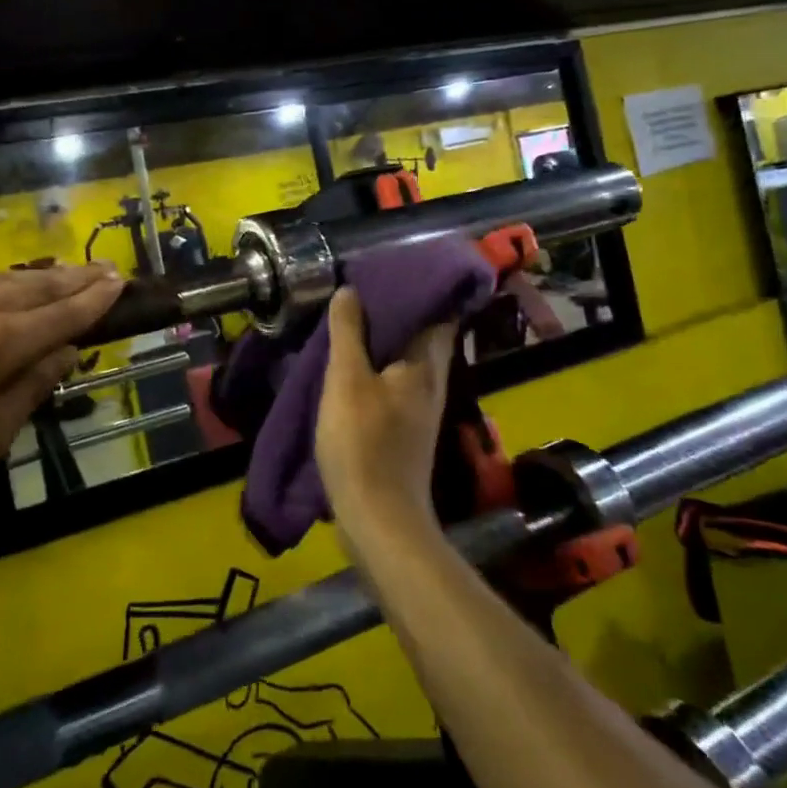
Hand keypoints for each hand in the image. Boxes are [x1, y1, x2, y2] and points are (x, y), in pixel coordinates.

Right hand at [314, 287, 456, 562]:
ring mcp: (420, 410)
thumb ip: (349, 333)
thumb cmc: (363, 443)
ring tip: (353, 321)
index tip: (396, 269)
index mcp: (425, 366)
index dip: (424, 290)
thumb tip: (350, 291)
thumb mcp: (347, 380)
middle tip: (364, 290)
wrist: (377, 518)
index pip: (439, 314)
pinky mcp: (405, 431)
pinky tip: (352, 367)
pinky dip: (377, 367)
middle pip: (422, 337)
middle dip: (399, 313)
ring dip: (385, 341)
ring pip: (406, 361)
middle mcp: (431, 384)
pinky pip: (394, 383)